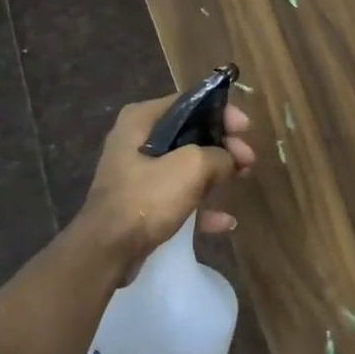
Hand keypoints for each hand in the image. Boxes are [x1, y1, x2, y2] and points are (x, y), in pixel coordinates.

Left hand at [74, 94, 254, 271]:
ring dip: (216, 173)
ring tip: (243, 179)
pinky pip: (178, 197)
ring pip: (186, 166)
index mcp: (142, 119)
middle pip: (191, 134)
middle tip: (248, 159)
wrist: (106, 251)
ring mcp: (137, 174)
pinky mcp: (140, 204)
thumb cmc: (147, 197)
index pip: (190, 102)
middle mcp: (136, 140)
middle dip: (223, 146)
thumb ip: (218, 156)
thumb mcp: (192, 167)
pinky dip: (201, 205)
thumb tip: (228, 161)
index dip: (222, 113)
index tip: (245, 129)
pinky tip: (225, 221)